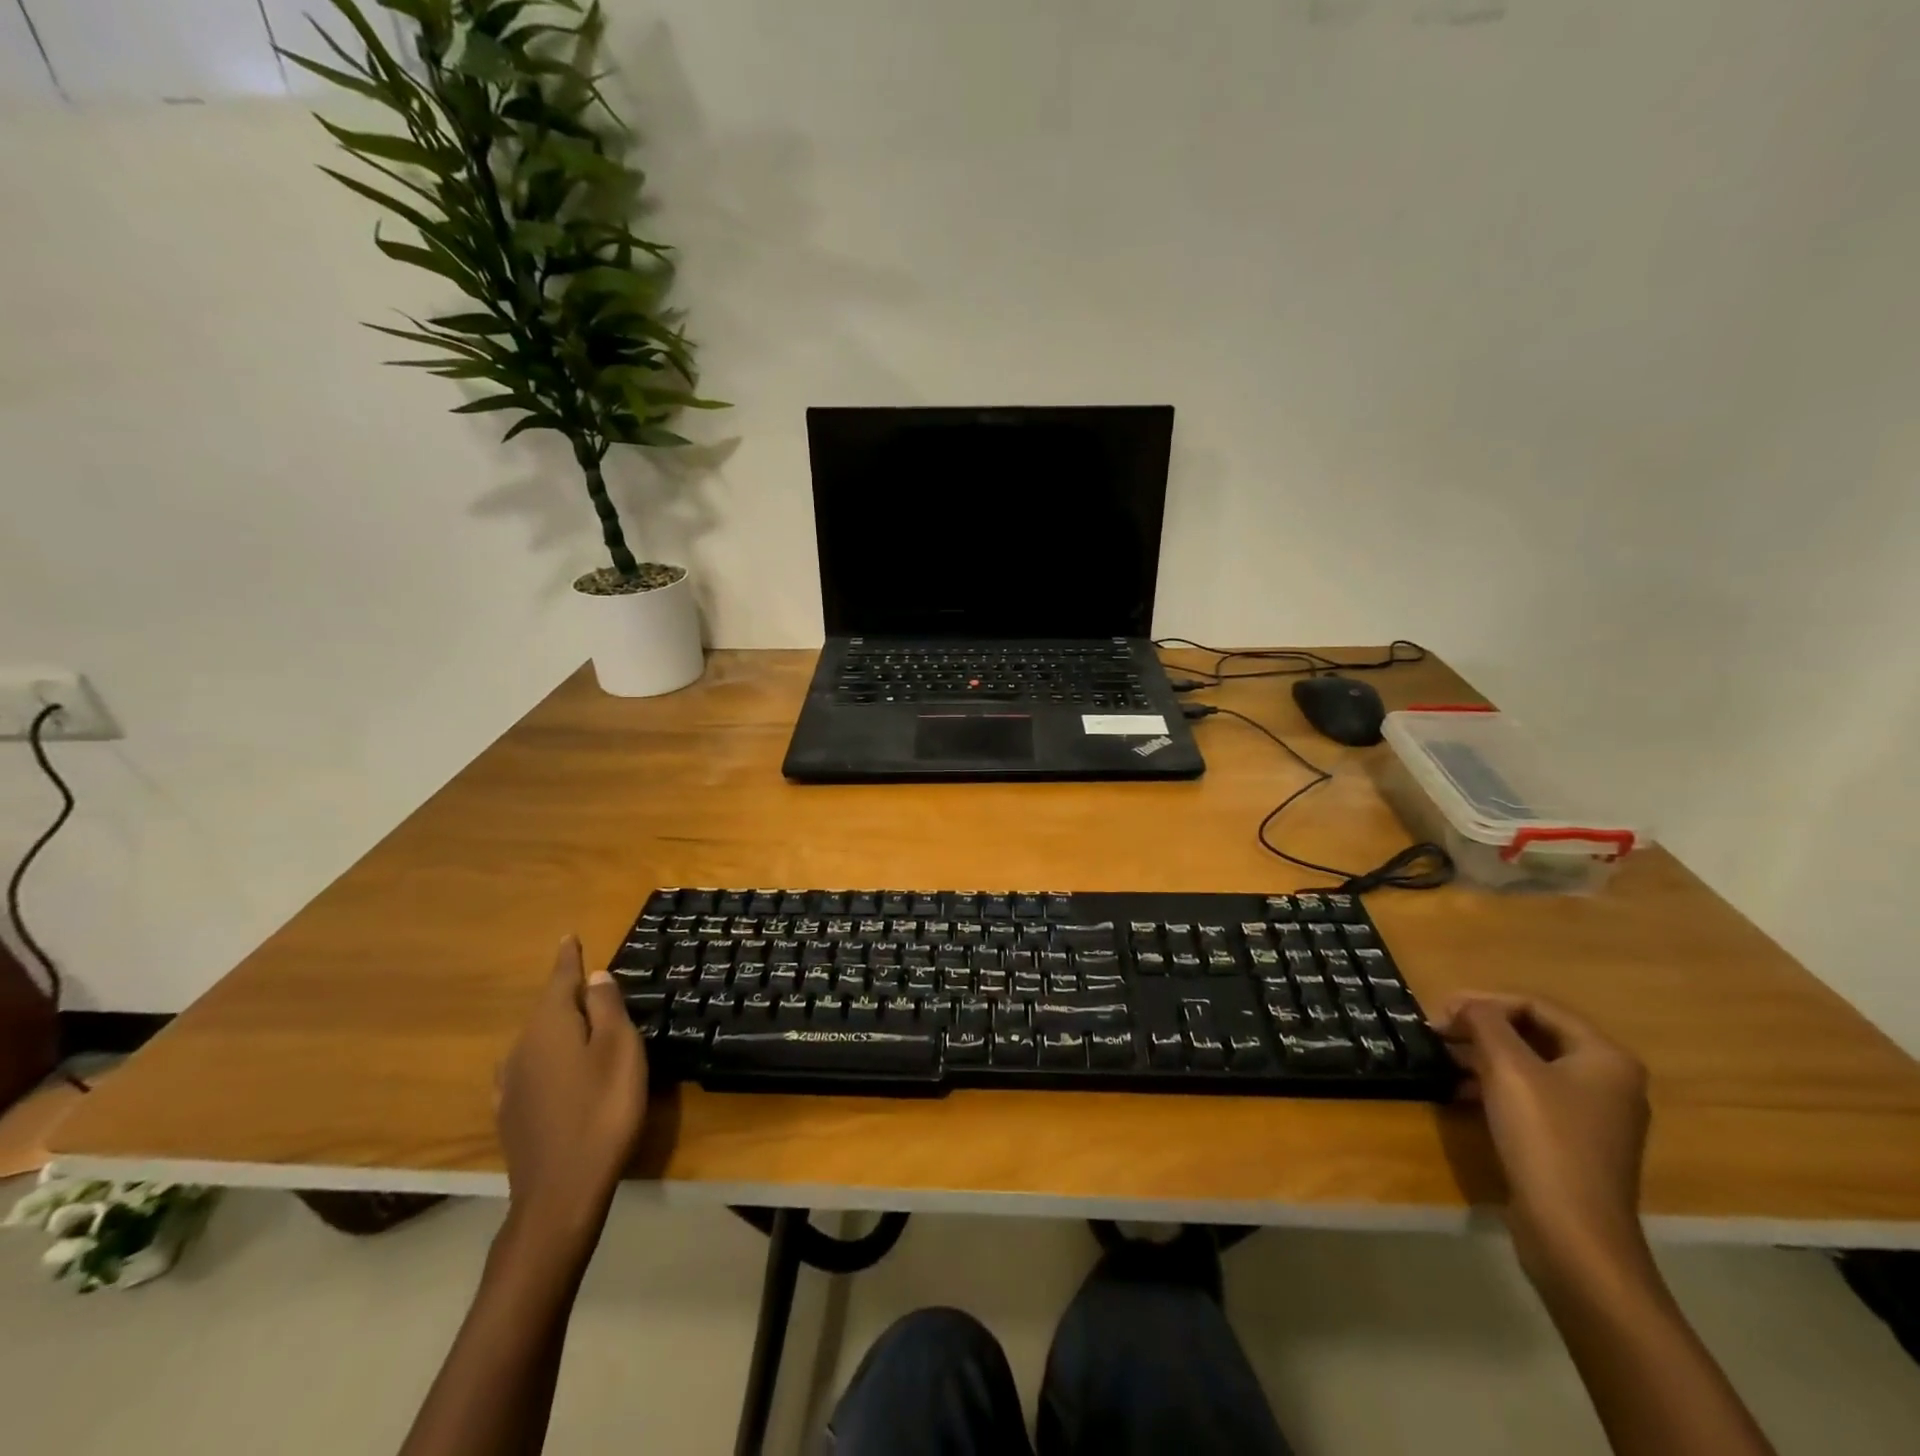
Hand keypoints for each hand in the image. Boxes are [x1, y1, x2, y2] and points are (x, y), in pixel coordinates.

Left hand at [496, 937, 646, 1247]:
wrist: (561, 1192)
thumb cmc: (602, 1110)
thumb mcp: (619, 1050)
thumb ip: (607, 1009)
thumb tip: (595, 976)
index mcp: (550, 1026)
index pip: (560, 980)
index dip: (568, 958)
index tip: (568, 936)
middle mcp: (522, 1048)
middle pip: (548, 1009)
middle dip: (568, 994)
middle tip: (592, 983)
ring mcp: (512, 1083)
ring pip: (537, 1040)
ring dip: (558, 1027)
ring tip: (579, 1024)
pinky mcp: (512, 1114)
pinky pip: (530, 1068)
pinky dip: (546, 1058)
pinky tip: (549, 1069)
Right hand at [1436, 995, 1651, 1287]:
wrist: (1572, 1233)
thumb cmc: (1544, 1138)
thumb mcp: (1506, 1067)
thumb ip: (1484, 1022)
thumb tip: (1465, 1005)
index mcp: (1604, 1057)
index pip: (1536, 1006)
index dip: (1485, 1001)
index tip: (1440, 1009)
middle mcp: (1608, 1081)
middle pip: (1534, 1034)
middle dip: (1482, 1028)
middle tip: (1437, 1031)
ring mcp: (1593, 1115)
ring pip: (1529, 1065)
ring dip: (1482, 1055)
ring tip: (1442, 1058)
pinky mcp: (1573, 1142)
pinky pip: (1530, 1096)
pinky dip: (1494, 1085)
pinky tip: (1460, 1092)